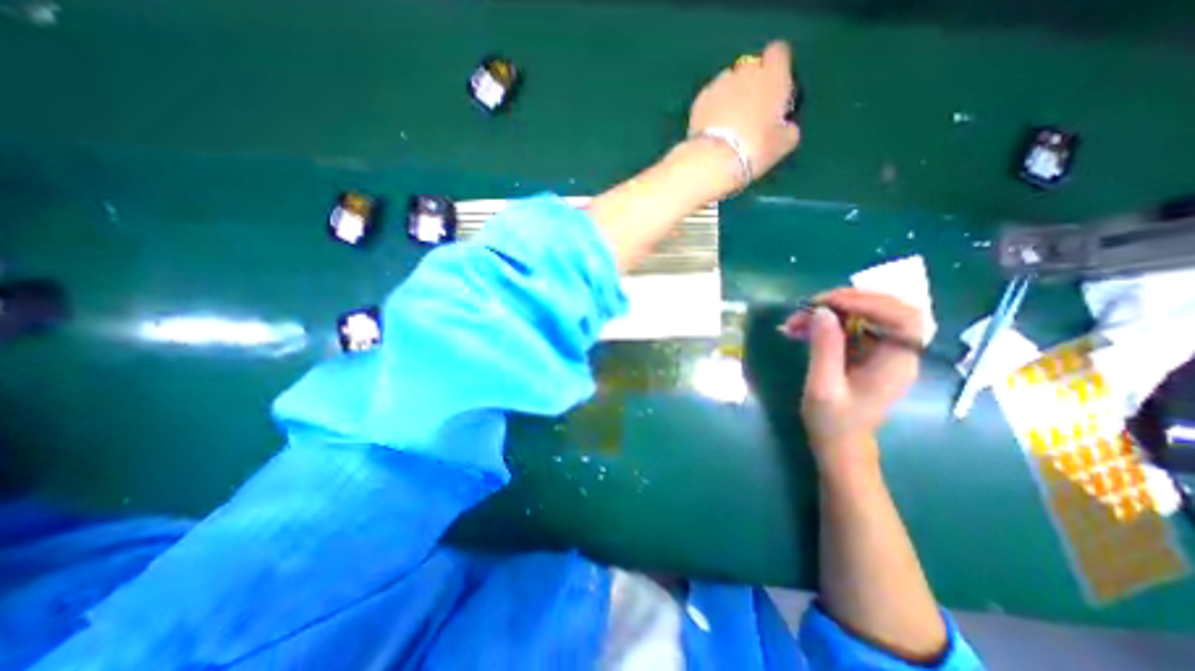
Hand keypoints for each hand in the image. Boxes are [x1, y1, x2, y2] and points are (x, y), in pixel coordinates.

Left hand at [687, 39, 795, 192]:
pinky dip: (712, 107)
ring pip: (728, 81)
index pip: (779, 52)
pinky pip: (709, 97)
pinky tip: (712, 127)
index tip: (775, 86)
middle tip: (750, 110)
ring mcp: (719, 84)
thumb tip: (787, 128)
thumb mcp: (783, 144)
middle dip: (751, 82)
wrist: (714, 159)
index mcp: (773, 76)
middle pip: (750, 66)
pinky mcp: (699, 100)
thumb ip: (788, 129)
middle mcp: (746, 72)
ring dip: (730, 94)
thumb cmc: (755, 149)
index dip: (777, 67)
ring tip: (728, 121)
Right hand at [787, 290, 922, 475]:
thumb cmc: (833, 422)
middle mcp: (897, 353)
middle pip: (887, 309)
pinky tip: (801, 329)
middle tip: (810, 307)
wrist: (839, 445)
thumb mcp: (823, 386)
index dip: (869, 302)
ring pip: (865, 315)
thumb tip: (822, 312)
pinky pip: (851, 327)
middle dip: (847, 302)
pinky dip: (827, 323)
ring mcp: (882, 352)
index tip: (828, 303)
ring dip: (830, 312)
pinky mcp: (866, 354)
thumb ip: (825, 348)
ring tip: (796, 321)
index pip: (902, 317)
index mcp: (897, 363)